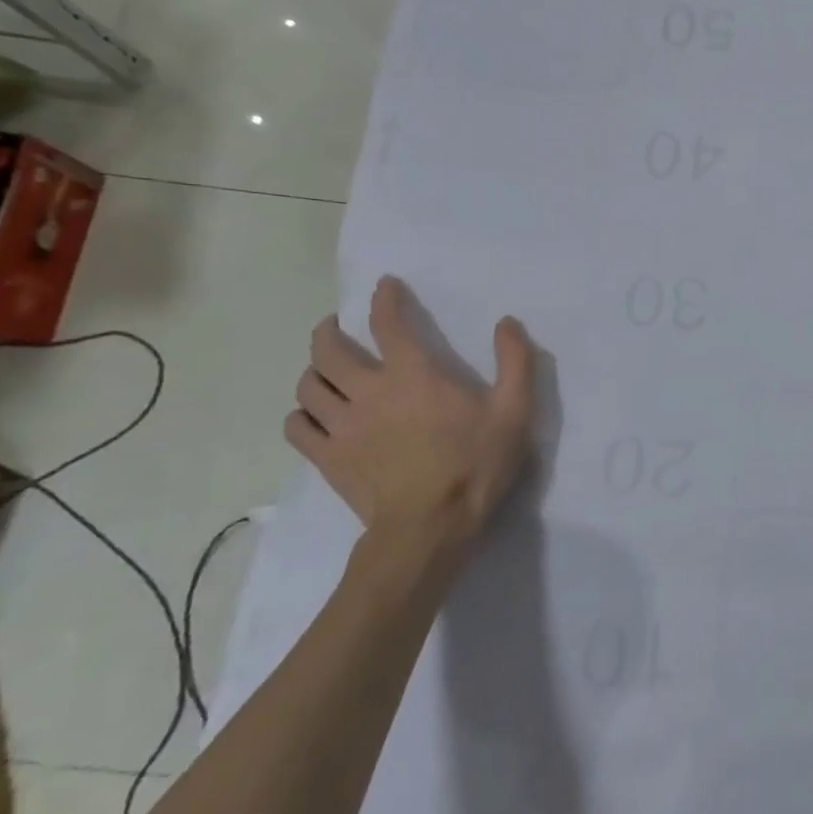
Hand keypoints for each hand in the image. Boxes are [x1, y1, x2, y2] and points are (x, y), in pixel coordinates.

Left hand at [287, 276, 535, 555]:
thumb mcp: (516, 411)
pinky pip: (297, 426)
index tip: (384, 286)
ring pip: (308, 385)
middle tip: (337, 327)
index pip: (388, 322)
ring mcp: (341, 426)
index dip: (384, 299)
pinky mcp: (327, 457)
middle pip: (329, 349)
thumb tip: (506, 322)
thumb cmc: (476, 464)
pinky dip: (301, 414)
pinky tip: (314, 416)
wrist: (430, 527)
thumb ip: (516, 362)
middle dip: (330, 330)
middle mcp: (368, 391)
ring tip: (325, 370)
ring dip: (314, 371)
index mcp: (413, 374)